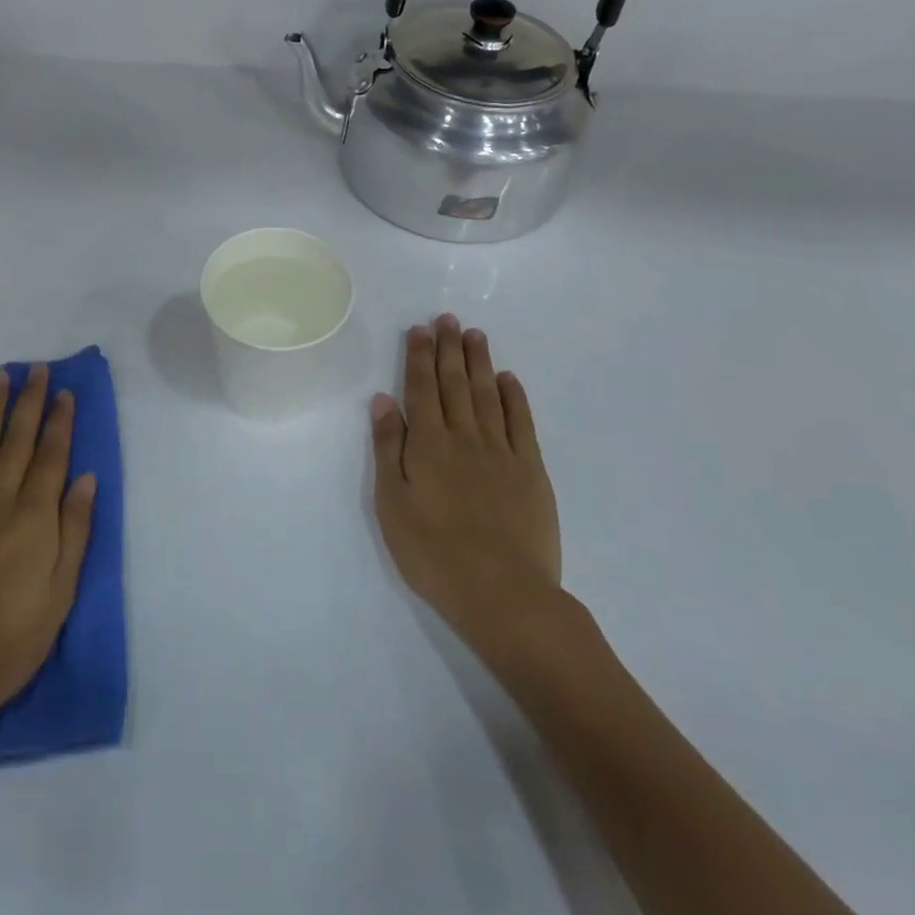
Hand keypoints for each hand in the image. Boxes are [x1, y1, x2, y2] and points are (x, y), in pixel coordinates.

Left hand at [0, 365, 95, 733]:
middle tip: (36, 368)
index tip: (64, 391)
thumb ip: (74, 531)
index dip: (59, 422)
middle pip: (17, 442)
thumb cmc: (8, 642)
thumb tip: (85, 478)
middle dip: (29, 402)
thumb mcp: (59, 595)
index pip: (51, 457)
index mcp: (34, 519)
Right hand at [371, 315, 565, 665]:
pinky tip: (509, 379)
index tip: (420, 329)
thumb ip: (388, 449)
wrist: (504, 596)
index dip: (419, 356)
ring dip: (479, 362)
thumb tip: (383, 400)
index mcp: (428, 444)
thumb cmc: (434, 554)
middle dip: (448, 349)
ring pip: (488, 395)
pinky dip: (515, 397)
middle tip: (448, 318)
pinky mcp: (531, 471)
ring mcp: (502, 452)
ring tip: (475, 335)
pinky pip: (522, 423)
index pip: (420, 388)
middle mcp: (464, 437)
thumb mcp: (393, 505)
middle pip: (455, 383)